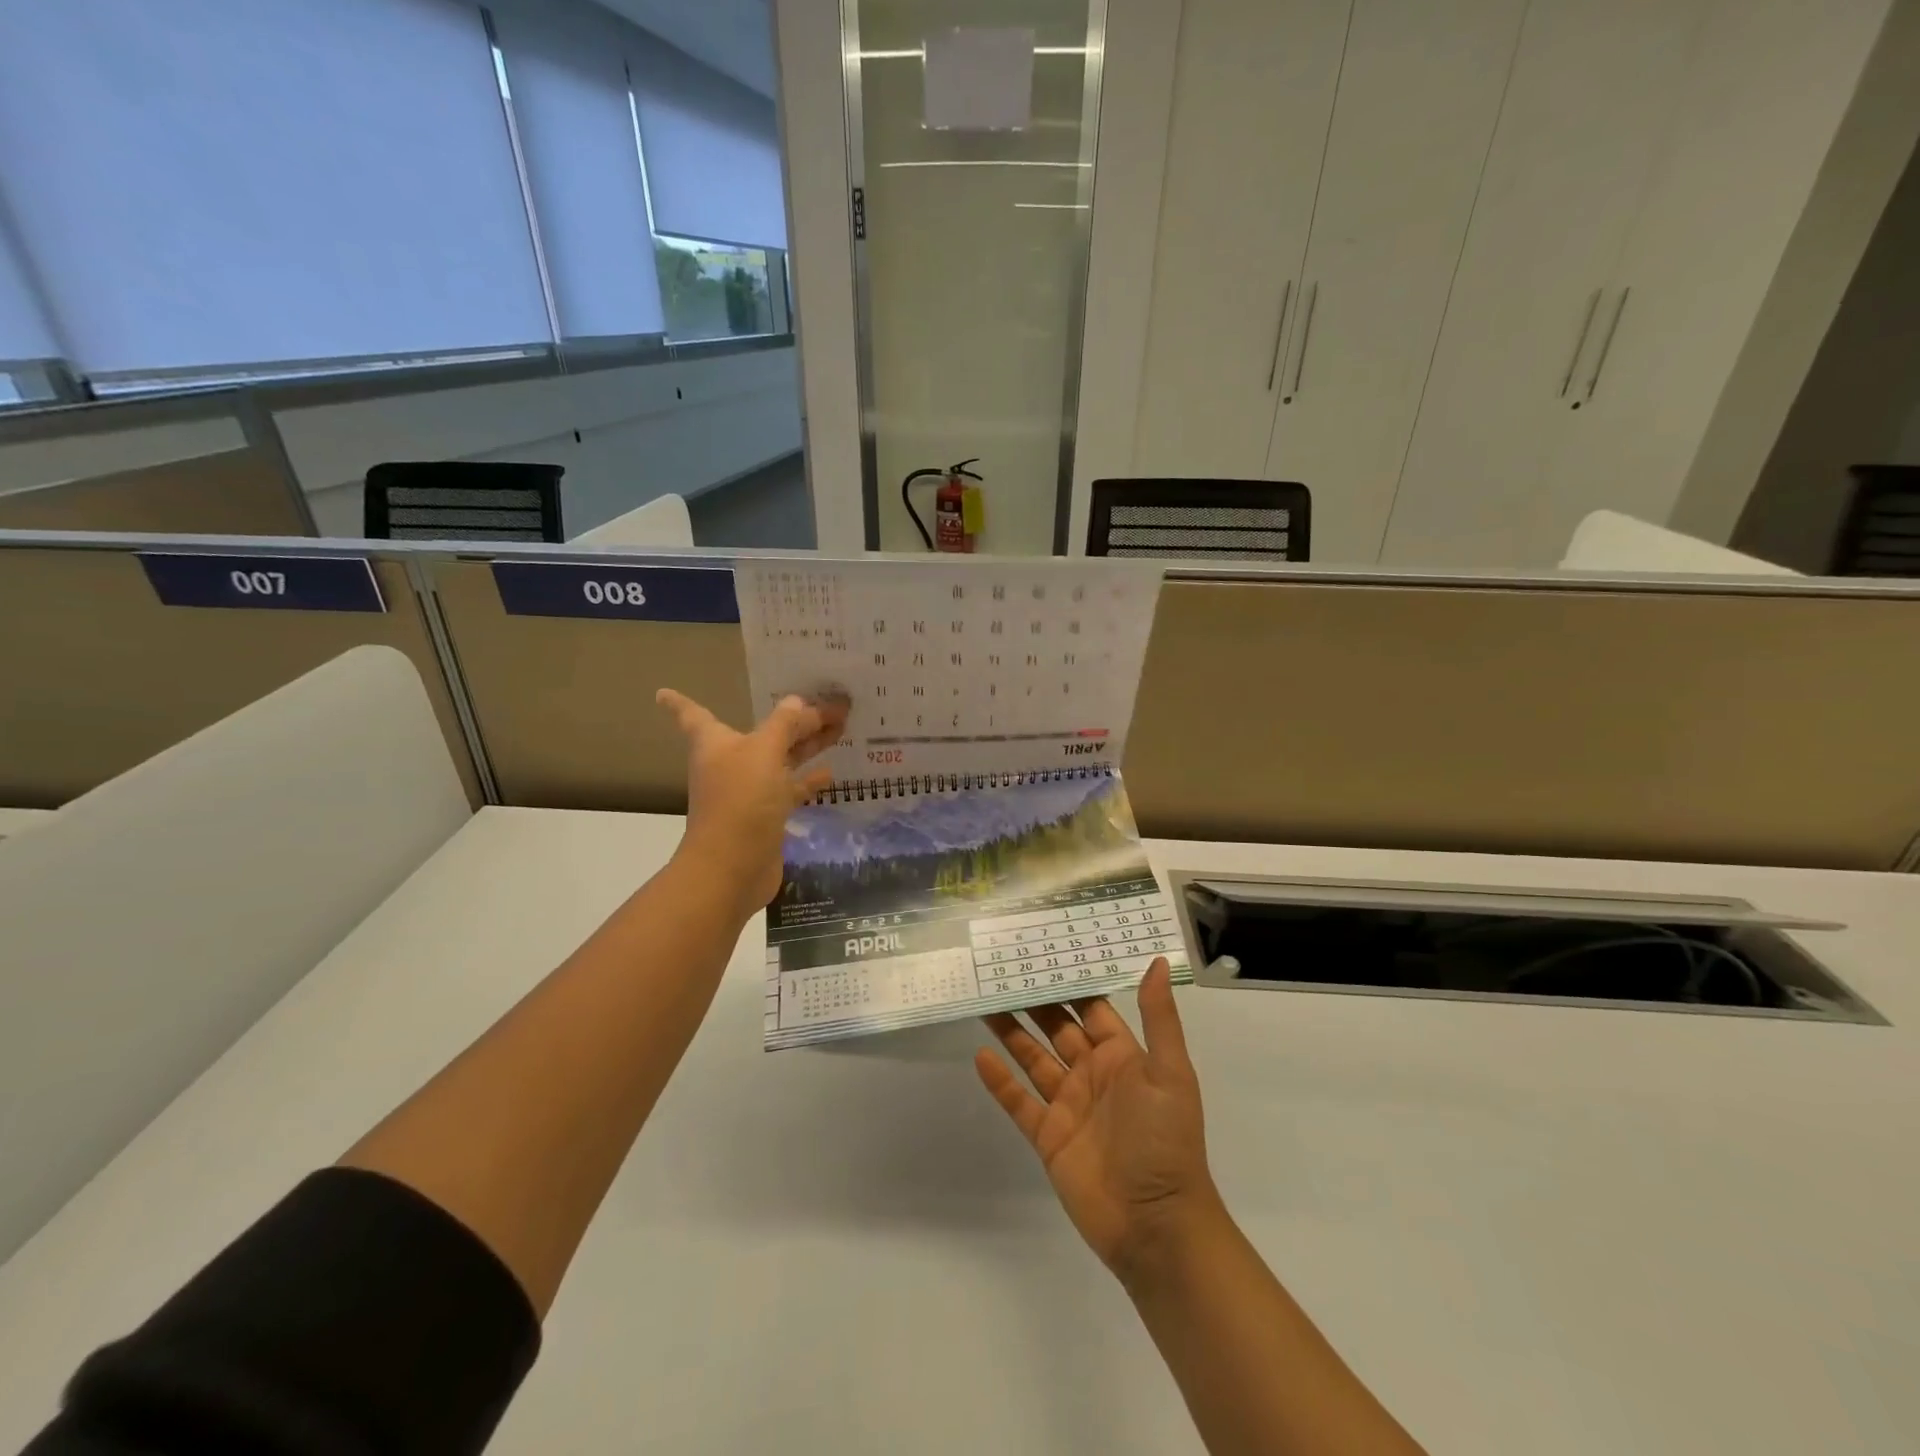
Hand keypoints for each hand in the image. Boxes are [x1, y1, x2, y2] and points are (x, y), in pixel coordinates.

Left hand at [657, 689, 845, 914]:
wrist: (733, 868)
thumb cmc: (740, 800)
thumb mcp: (764, 753)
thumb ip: (783, 724)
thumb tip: (796, 702)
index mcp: (716, 743)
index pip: (694, 715)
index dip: (681, 702)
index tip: (661, 692)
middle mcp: (730, 763)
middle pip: (762, 733)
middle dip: (792, 718)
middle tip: (827, 700)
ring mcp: (749, 791)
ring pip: (780, 759)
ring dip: (806, 744)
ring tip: (839, 727)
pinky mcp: (767, 816)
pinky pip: (790, 789)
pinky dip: (807, 780)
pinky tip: (830, 772)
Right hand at [976, 958, 1219, 1279]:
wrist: (1156, 1226)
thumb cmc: (1165, 1141)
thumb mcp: (1169, 1073)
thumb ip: (1158, 1018)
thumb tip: (1154, 961)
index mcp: (1122, 1056)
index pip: (1090, 1008)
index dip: (1069, 982)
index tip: (1043, 952)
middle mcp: (1093, 1074)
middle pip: (1056, 1028)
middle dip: (1033, 1001)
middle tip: (1002, 971)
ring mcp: (1069, 1106)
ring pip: (1033, 1058)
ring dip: (1011, 1032)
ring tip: (984, 1002)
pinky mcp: (1049, 1137)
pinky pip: (1020, 1101)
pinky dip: (1000, 1081)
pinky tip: (980, 1056)